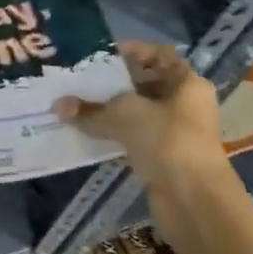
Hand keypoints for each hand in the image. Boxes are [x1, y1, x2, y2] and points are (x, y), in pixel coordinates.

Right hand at [54, 41, 225, 190]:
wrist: (194, 202)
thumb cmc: (167, 140)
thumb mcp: (124, 115)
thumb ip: (90, 109)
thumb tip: (58, 106)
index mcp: (187, 84)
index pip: (159, 55)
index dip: (131, 51)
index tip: (100, 54)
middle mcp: (185, 105)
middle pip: (146, 83)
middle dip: (113, 82)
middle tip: (80, 78)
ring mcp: (176, 133)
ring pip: (137, 112)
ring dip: (110, 110)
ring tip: (76, 103)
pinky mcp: (164, 158)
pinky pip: (134, 137)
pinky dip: (113, 134)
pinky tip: (86, 131)